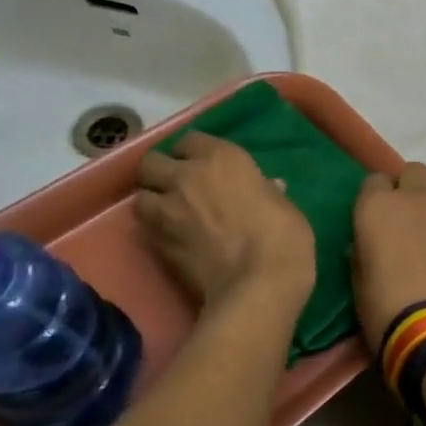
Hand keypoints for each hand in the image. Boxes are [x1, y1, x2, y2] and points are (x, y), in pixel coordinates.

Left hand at [136, 134, 314, 307]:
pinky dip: (155, 230)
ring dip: (153, 201)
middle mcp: (186, 176)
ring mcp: (167, 210)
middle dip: (162, 172)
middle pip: (153, 162)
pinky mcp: (156, 243)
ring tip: (170, 214)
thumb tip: (267, 188)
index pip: (190, 140)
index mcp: (221, 158)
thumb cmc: (282, 236)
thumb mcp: (284, 205)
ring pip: (141, 196)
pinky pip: (145, 228)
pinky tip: (174, 240)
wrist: (257, 285)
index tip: (206, 166)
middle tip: (180, 187)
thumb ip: (265, 191)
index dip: (194, 153)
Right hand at [350, 164, 425, 351]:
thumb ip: (362, 252)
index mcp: (376, 207)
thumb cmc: (384, 307)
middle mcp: (412, 198)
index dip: (375, 197)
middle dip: (409, 188)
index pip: (373, 180)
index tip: (375, 218)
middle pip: (413, 172)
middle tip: (406, 219)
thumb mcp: (358, 282)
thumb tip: (366, 244)